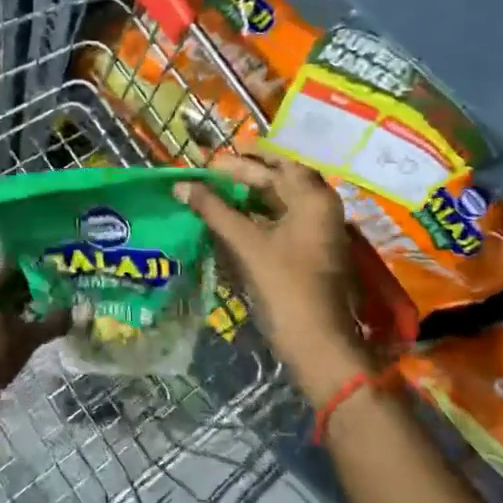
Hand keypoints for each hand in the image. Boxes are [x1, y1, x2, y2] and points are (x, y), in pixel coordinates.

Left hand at [0, 266, 68, 390]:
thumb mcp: (29, 337)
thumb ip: (53, 323)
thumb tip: (75, 312)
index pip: (12, 267)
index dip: (33, 265)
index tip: (54, 266)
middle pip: (9, 288)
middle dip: (33, 288)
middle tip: (59, 288)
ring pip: (6, 308)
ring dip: (27, 308)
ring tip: (52, 309)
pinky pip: (3, 325)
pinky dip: (18, 325)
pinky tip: (36, 331)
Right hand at [176, 150, 371, 405]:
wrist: (316, 340)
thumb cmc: (284, 285)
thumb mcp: (246, 243)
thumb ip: (214, 210)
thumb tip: (180, 186)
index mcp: (313, 198)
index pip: (275, 165)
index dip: (240, 162)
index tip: (209, 163)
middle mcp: (322, 208)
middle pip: (281, 181)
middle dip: (245, 177)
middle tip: (210, 176)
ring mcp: (319, 231)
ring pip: (282, 203)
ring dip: (250, 197)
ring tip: (215, 195)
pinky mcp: (311, 251)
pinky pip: (283, 223)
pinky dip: (258, 217)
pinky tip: (232, 221)